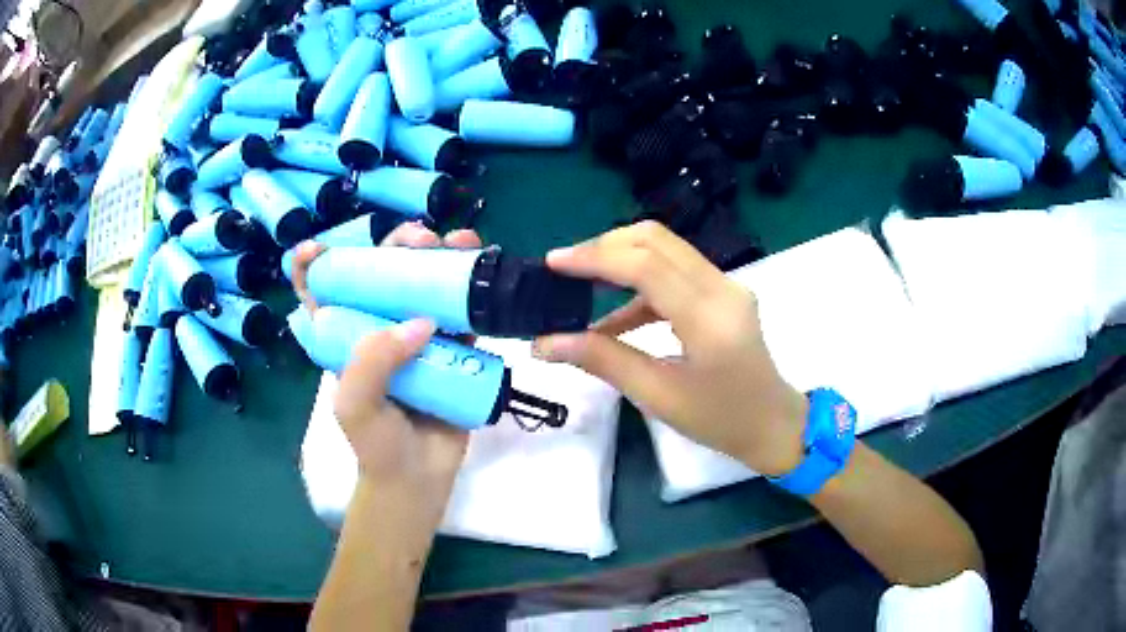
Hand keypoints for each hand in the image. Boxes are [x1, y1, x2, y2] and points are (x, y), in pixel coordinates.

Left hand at [291, 222, 481, 525]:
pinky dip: (470, 287)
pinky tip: (482, 265)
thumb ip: (372, 362)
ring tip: (459, 242)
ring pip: (423, 283)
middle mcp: (376, 328)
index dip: (312, 263)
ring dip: (441, 255)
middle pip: (380, 273)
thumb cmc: (377, 445)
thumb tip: (424, 322)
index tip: (318, 246)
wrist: (420, 478)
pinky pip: (459, 311)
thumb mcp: (355, 405)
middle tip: (422, 239)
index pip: (317, 292)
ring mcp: (414, 336)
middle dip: (396, 245)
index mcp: (341, 337)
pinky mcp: (450, 348)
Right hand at [533, 221, 807, 475]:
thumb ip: (602, 361)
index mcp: (710, 318)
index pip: (648, 266)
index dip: (596, 257)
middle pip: (656, 240)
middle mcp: (722, 288)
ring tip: (579, 286)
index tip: (553, 263)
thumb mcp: (658, 396)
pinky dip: (639, 285)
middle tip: (563, 269)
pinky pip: (675, 272)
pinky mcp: (723, 291)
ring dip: (620, 261)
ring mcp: (726, 286)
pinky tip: (612, 318)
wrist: (773, 424)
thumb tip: (546, 343)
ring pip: (665, 250)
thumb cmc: (720, 420)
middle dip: (604, 247)